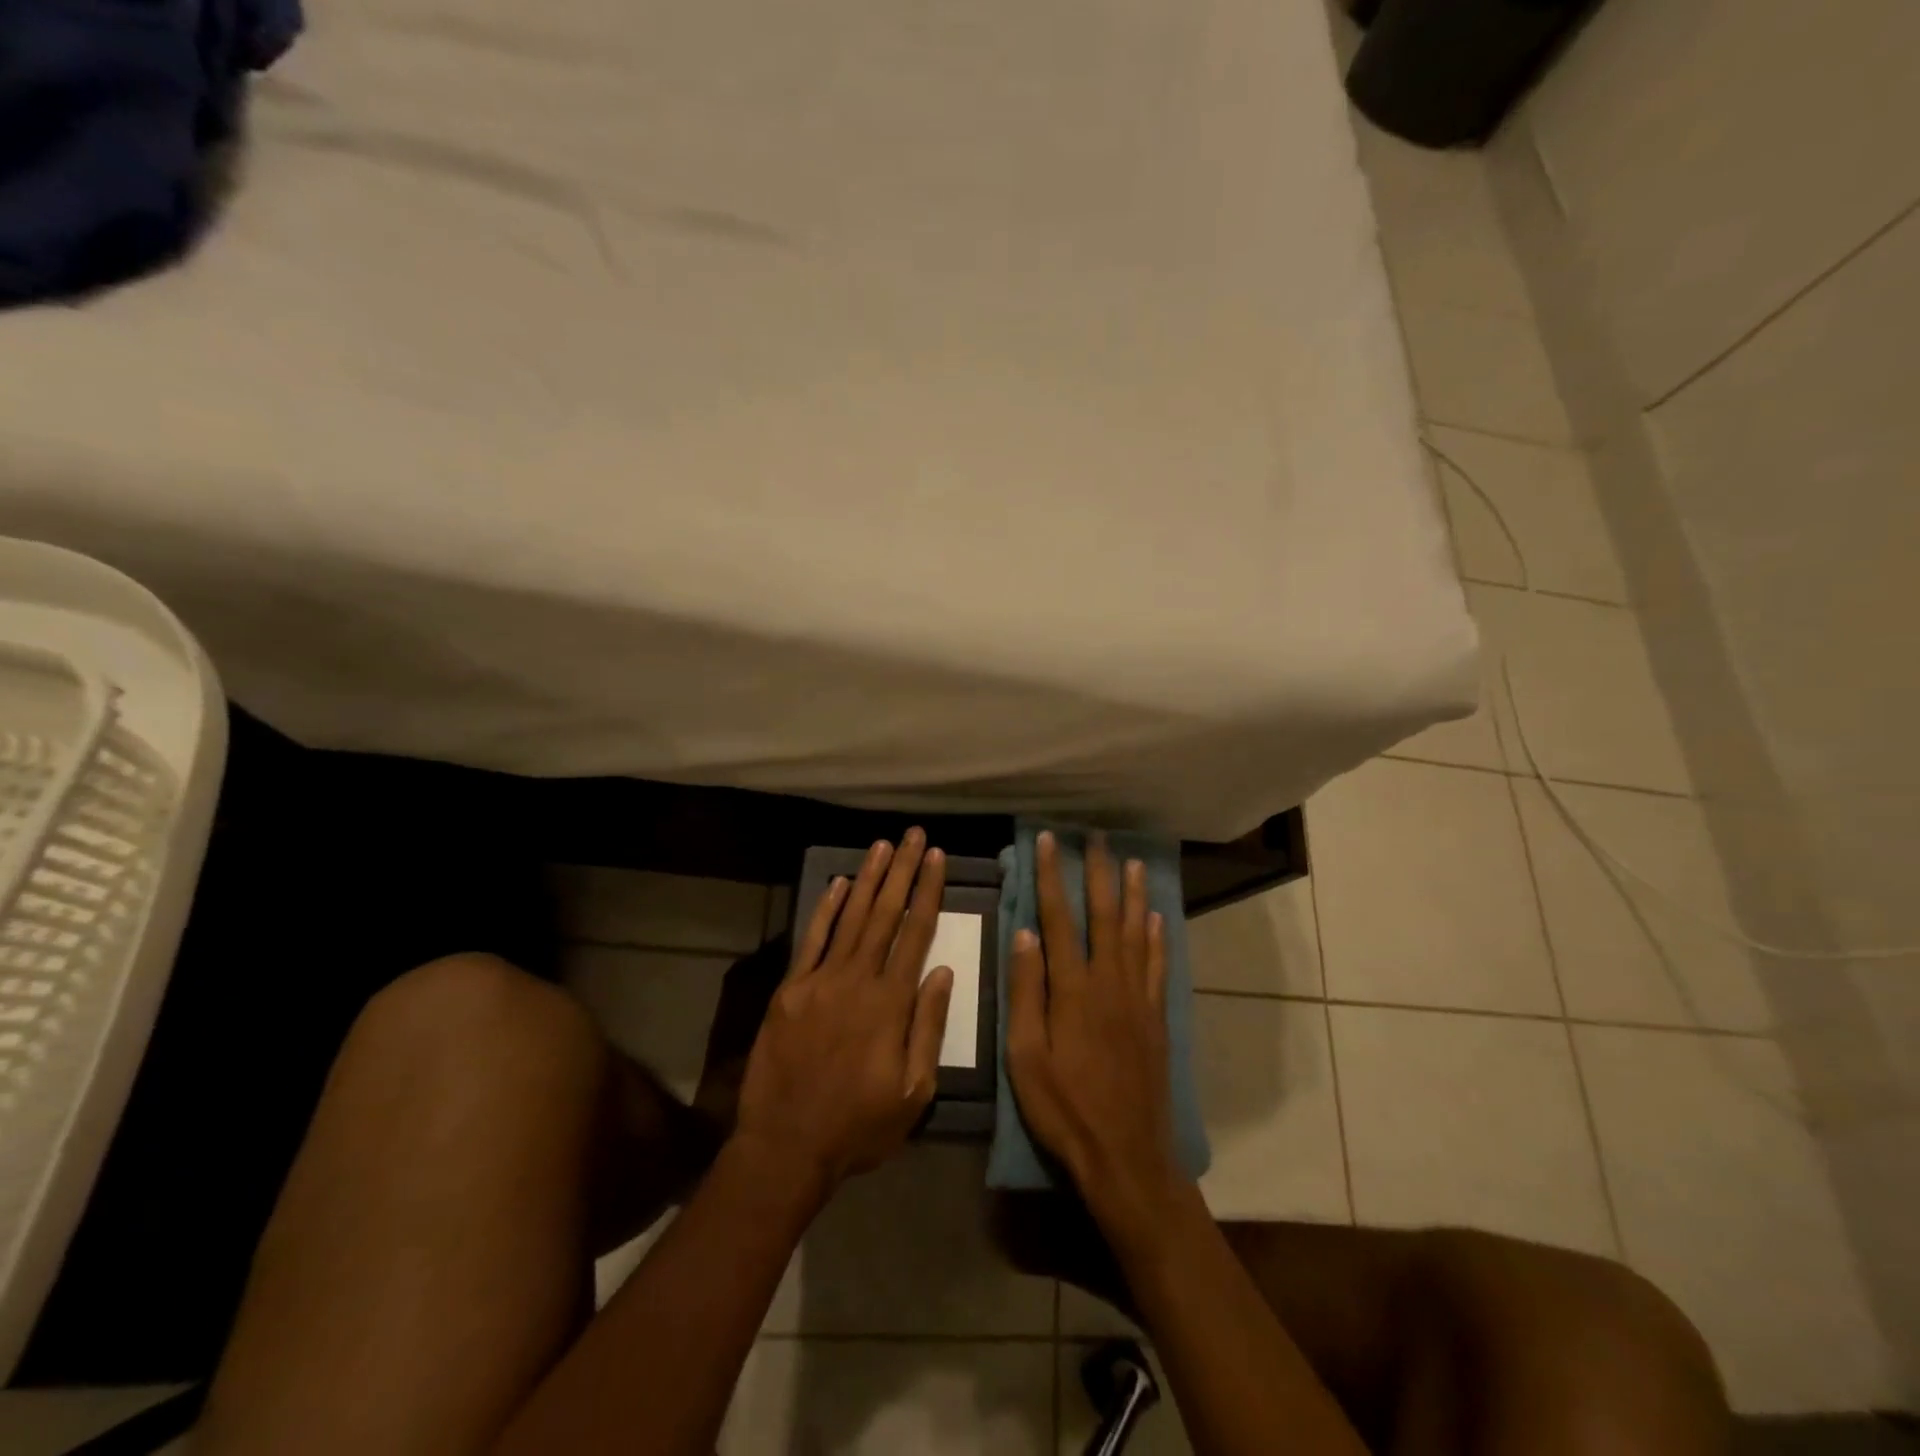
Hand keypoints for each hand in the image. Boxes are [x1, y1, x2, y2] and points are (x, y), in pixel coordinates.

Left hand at [734, 829, 953, 1198]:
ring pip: (850, 917)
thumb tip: (941, 970)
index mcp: (890, 1003)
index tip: (936, 858)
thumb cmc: (859, 1126)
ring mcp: (819, 981)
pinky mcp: (790, 990)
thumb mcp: (914, 1093)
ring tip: (882, 845)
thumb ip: (928, 1027)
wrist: (785, 1147)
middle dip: (902, 871)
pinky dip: (825, 909)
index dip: (928, 891)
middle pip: (885, 914)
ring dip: (868, 878)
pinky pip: (811, 940)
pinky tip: (838, 883)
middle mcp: (857, 980)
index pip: (916, 932)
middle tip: (914, 835)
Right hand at [1006, 832, 1183, 1231]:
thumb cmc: (1064, 1108)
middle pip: (1104, 915)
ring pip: (1137, 933)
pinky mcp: (1156, 1019)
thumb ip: (1025, 992)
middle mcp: (1109, 983)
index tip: (1048, 842)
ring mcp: (1138, 999)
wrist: (1126, 1155)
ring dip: (1134, 894)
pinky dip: (1158, 938)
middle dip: (1099, 873)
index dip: (1051, 877)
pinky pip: (1159, 967)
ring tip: (1134, 862)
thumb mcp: (1025, 1056)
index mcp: (1072, 990)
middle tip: (1097, 837)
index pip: (1058, 919)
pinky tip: (1158, 919)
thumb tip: (1025, 934)